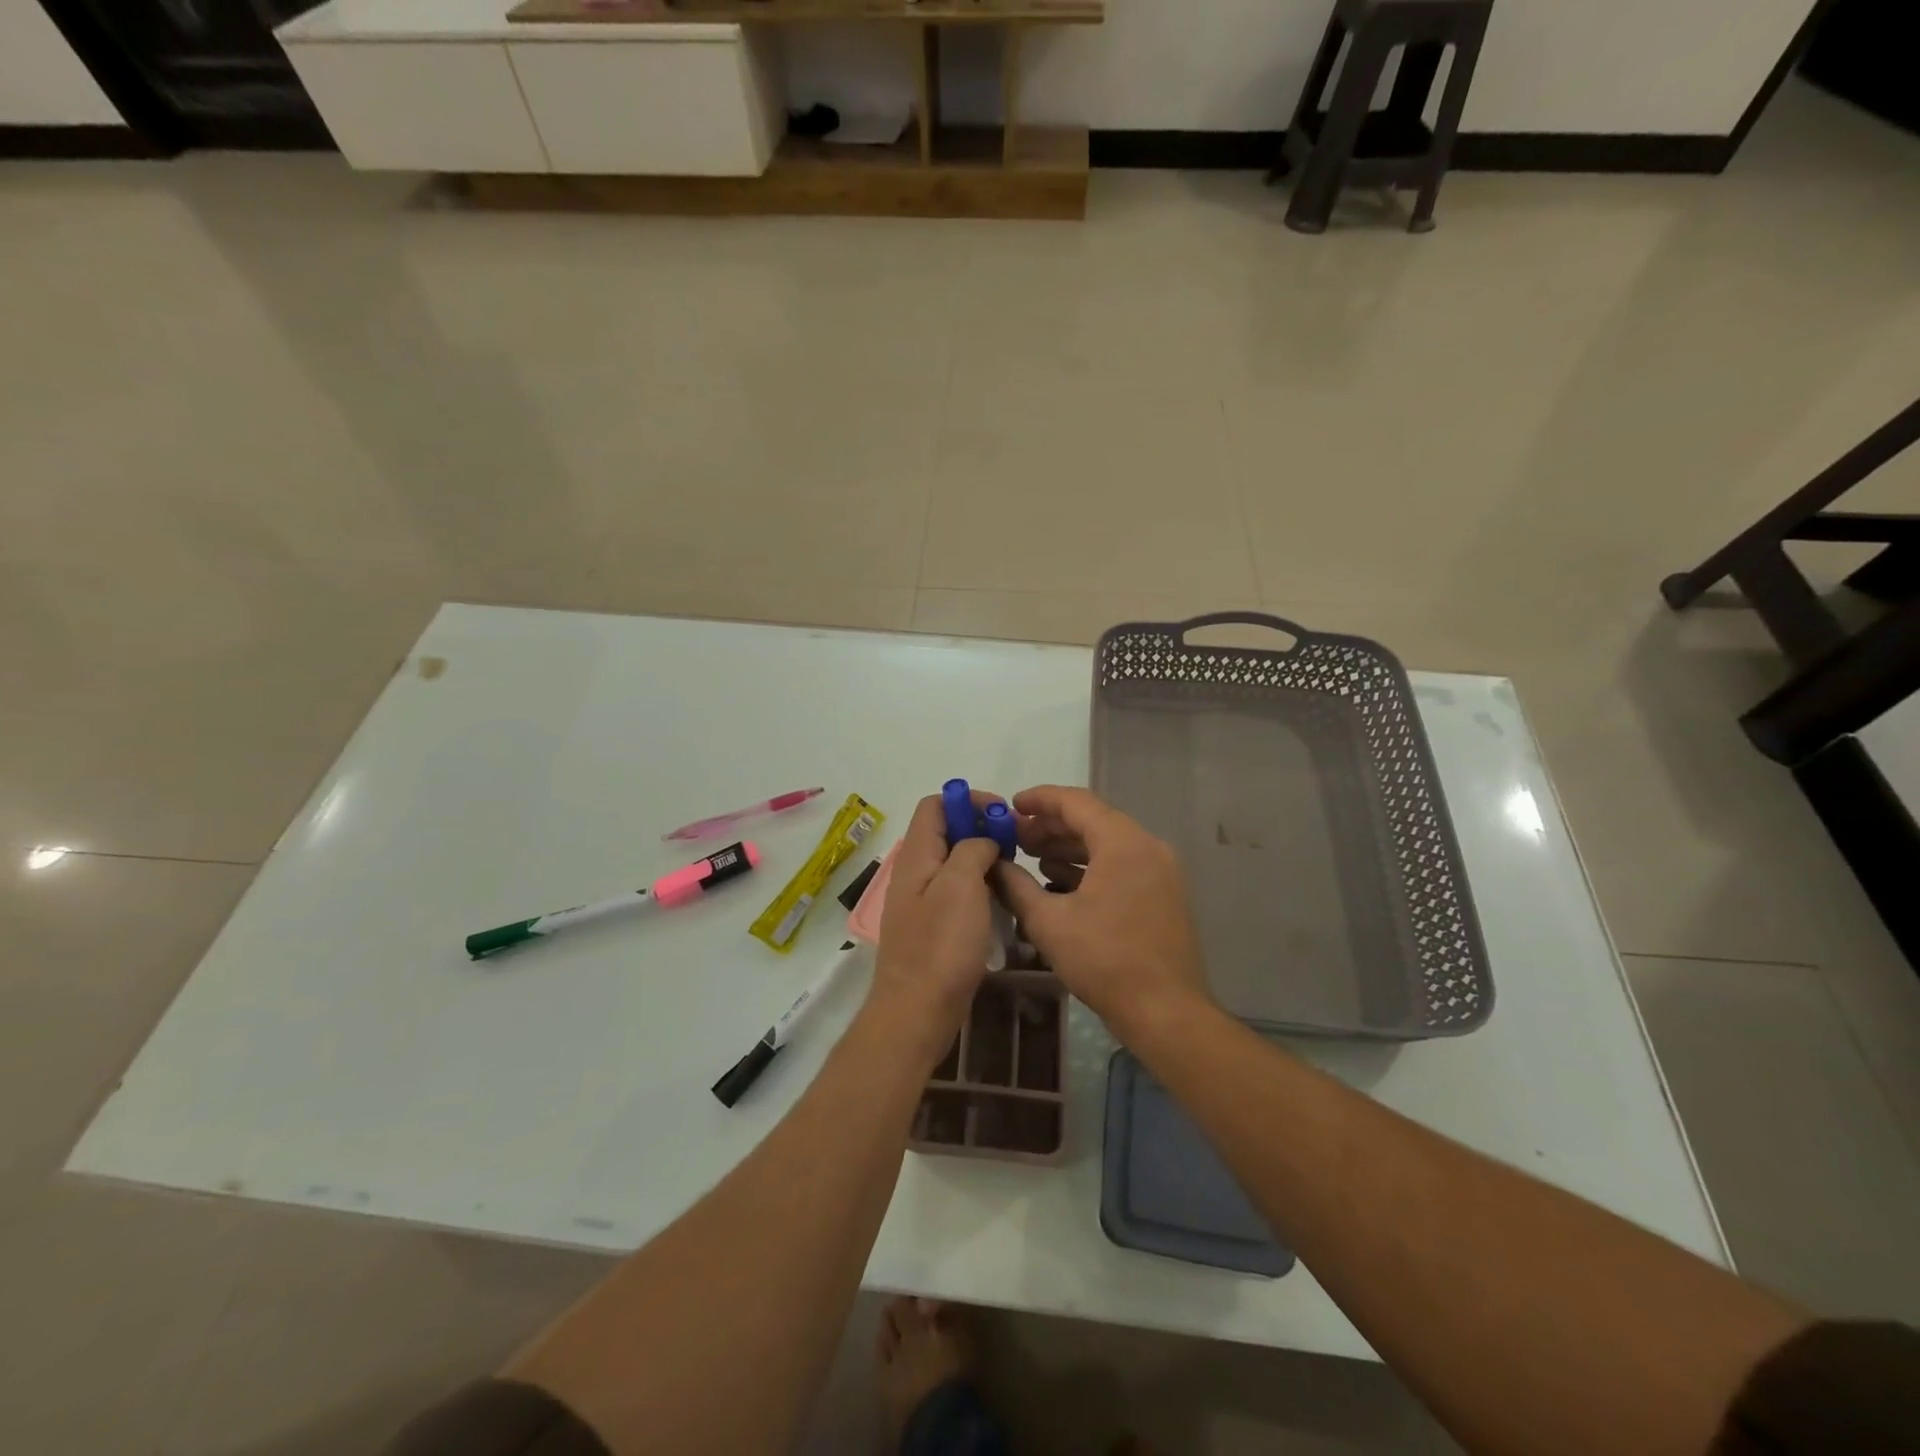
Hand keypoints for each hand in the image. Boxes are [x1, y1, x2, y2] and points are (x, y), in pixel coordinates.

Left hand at [867, 792, 1003, 1070]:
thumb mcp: (961, 885)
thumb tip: (983, 840)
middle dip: (980, 827)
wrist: (918, 1011)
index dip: (968, 800)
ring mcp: (923, 900)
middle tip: (1015, 842)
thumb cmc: (941, 945)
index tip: (1002, 815)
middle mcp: (915, 871)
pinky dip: (979, 884)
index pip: (935, 804)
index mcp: (916, 855)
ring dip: (983, 856)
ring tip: (1014, 868)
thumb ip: (972, 849)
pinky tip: (1001, 898)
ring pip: (954, 861)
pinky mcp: (934, 926)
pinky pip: (957, 890)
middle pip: (945, 831)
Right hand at [991, 786, 1210, 1039]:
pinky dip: (1090, 868)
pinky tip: (1060, 885)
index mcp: (1122, 842)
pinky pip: (1121, 866)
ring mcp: (1160, 871)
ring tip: (1032, 859)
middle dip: (1051, 826)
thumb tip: (993, 865)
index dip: (1039, 800)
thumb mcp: (1048, 921)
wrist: (1165, 1012)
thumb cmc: (1104, 960)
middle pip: (1093, 821)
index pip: (1076, 802)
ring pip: (1107, 845)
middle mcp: (1147, 846)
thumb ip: (1015, 885)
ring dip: (1069, 848)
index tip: (1011, 806)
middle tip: (1015, 837)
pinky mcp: (1163, 895)